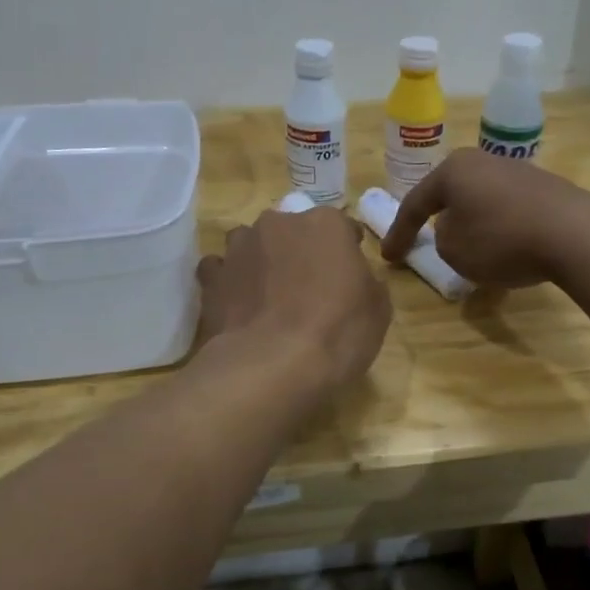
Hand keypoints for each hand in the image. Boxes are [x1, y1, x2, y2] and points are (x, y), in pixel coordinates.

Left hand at [196, 205, 390, 395]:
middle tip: (309, 289)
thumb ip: (368, 283)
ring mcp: (239, 248)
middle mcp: (279, 223)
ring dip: (261, 262)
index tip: (350, 277)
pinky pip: (221, 271)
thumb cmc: (336, 333)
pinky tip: (238, 306)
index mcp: (325, 224)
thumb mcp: (378, 311)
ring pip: (253, 245)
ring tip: (269, 297)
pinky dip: (230, 283)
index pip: (343, 228)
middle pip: (294, 232)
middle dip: (300, 252)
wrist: (270, 366)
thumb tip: (358, 279)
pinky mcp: (211, 278)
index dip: (347, 252)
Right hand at [381, 148, 589, 288]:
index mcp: (453, 170)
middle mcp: (483, 161)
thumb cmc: (501, 240)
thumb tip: (456, 227)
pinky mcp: (545, 188)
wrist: (574, 234)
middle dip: (435, 218)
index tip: (389, 258)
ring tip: (466, 250)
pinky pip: (507, 210)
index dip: (398, 234)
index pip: (415, 203)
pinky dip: (497, 229)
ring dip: (469, 224)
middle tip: (422, 239)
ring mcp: (517, 171)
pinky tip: (503, 249)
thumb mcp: (453, 249)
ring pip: (480, 201)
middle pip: (450, 193)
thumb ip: (441, 237)